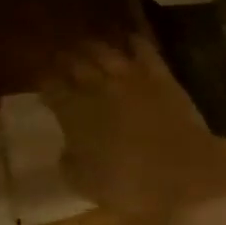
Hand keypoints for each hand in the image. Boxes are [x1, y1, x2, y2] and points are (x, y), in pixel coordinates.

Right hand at [38, 39, 225, 223]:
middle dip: (63, 59)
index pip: (51, 88)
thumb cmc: (130, 185)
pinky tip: (130, 39)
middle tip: (59, 58)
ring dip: (92, 47)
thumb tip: (66, 150)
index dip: (44, 84)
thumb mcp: (85, 184)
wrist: (183, 173)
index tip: (41, 84)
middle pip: (74, 63)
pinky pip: (144, 50)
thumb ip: (69, 163)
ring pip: (105, 51)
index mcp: (74, 113)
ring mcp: (131, 77)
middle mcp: (98, 87)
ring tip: (85, 45)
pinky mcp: (160, 76)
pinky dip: (134, 42)